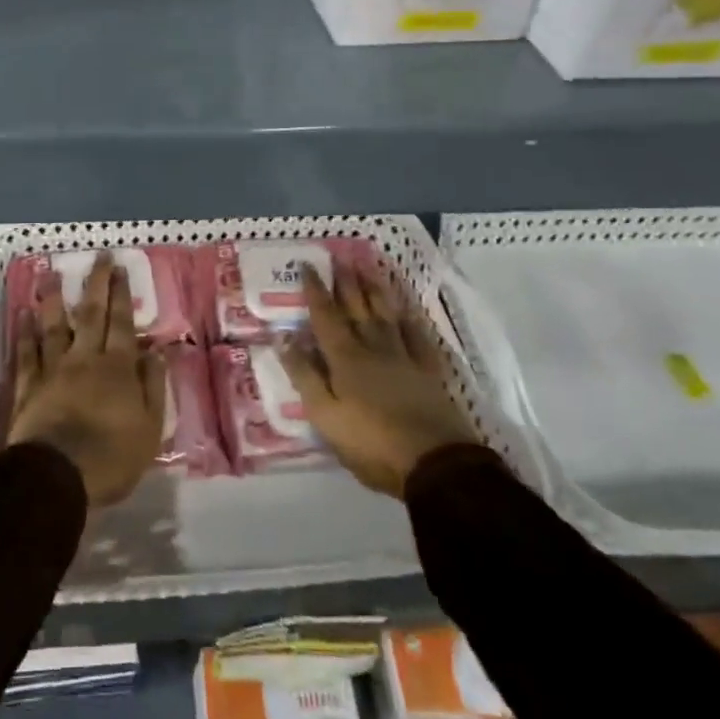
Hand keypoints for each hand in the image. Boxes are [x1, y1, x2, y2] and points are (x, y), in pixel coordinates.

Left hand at [7, 252, 165, 507]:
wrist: (57, 476)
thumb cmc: (112, 457)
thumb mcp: (150, 428)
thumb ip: (153, 386)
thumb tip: (156, 351)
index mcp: (117, 368)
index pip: (122, 322)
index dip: (121, 294)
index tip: (119, 268)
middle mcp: (85, 359)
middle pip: (91, 315)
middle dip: (96, 284)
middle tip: (98, 257)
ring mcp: (53, 370)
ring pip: (54, 327)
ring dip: (54, 300)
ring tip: (52, 275)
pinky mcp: (28, 387)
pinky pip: (26, 354)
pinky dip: (25, 334)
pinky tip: (24, 316)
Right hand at [279, 261, 477, 497]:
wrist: (436, 464)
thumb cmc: (371, 443)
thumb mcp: (325, 415)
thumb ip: (304, 375)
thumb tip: (283, 337)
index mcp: (344, 358)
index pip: (325, 316)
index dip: (315, 290)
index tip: (308, 264)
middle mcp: (373, 348)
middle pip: (357, 307)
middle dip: (346, 280)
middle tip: (339, 255)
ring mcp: (404, 357)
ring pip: (386, 314)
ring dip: (375, 288)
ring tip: (368, 266)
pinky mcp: (428, 371)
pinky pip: (417, 334)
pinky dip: (409, 317)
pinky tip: (406, 307)